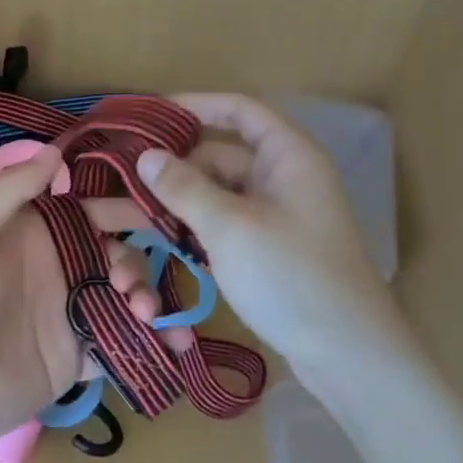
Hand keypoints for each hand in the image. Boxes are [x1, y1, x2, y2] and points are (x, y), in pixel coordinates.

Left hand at [0, 148, 155, 454]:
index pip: (91, 210)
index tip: (161, 213)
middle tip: (129, 286)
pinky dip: (150, 343)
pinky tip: (171, 348)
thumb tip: (56, 149)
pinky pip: (121, 342)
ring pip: (126, 295)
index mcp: (34, 232)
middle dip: (137, 261)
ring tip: (143, 316)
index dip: (125, 208)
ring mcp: (68, 313)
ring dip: (146, 299)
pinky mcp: (76, 356)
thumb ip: (10, 190)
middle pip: (117, 252)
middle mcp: (57, 267)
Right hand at [136, 94, 406, 362]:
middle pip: (216, 156)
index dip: (194, 105)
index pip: (238, 110)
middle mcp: (280, 178)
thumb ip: (184, 187)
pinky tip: (151, 242)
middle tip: (115, 180)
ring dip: (170, 205)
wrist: (349, 357)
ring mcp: (273, 217)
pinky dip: (189, 230)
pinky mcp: (265, 251)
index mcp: (286, 156)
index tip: (148, 115)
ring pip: (212, 196)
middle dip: (167, 169)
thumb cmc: (291, 277)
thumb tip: (146, 156)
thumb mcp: (230, 227)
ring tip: (114, 217)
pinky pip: (219, 226)